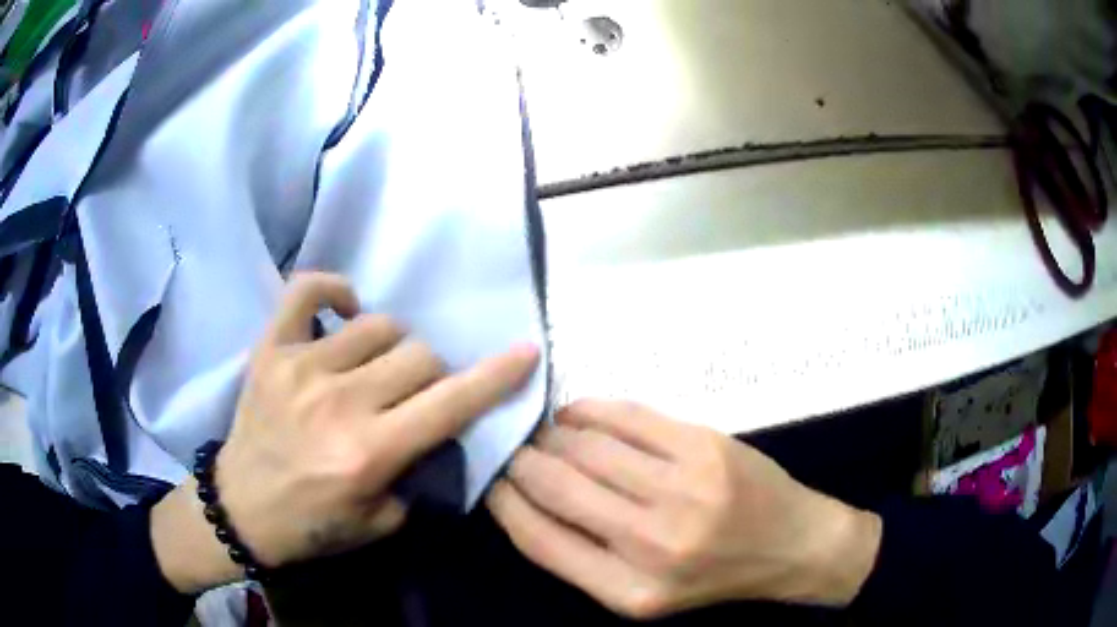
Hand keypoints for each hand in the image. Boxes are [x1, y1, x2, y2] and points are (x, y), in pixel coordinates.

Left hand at [153, 273, 538, 592]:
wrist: (241, 508)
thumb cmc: (313, 524)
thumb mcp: (381, 523)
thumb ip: (419, 476)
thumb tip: (441, 434)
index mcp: (371, 451)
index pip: (452, 403)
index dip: (496, 376)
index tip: (525, 352)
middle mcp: (340, 402)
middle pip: (420, 355)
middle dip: (432, 376)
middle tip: (413, 397)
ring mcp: (301, 367)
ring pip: (380, 325)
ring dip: (391, 348)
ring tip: (374, 369)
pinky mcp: (271, 349)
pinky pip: (307, 291)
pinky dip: (333, 291)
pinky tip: (344, 312)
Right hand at [487, 400, 880, 619]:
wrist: (791, 543)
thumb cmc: (713, 575)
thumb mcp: (640, 594)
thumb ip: (581, 556)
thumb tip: (524, 498)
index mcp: (628, 591)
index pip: (537, 538)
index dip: (502, 501)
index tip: (491, 478)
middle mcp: (651, 542)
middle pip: (556, 485)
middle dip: (521, 459)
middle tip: (513, 447)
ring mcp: (683, 488)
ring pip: (586, 445)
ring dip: (552, 434)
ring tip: (545, 432)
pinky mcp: (705, 445)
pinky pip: (626, 416)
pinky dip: (589, 410)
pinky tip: (576, 414)